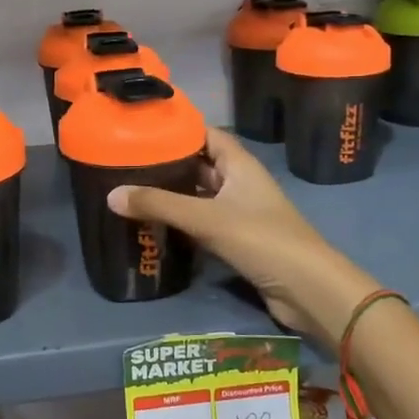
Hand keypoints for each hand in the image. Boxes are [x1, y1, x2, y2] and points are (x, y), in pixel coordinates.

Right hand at [109, 129, 377, 340]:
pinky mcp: (238, 240)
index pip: (207, 134)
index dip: (179, 129)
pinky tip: (155, 224)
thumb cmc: (262, 240)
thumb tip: (111, 195)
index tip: (143, 128)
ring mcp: (240, 213)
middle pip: (201, 164)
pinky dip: (182, 221)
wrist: (307, 289)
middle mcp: (240, 183)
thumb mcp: (206, 218)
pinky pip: (204, 222)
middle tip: (127, 161)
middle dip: (169, 163)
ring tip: (133, 189)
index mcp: (240, 165)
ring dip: (174, 194)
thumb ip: (159, 205)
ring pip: (201, 195)